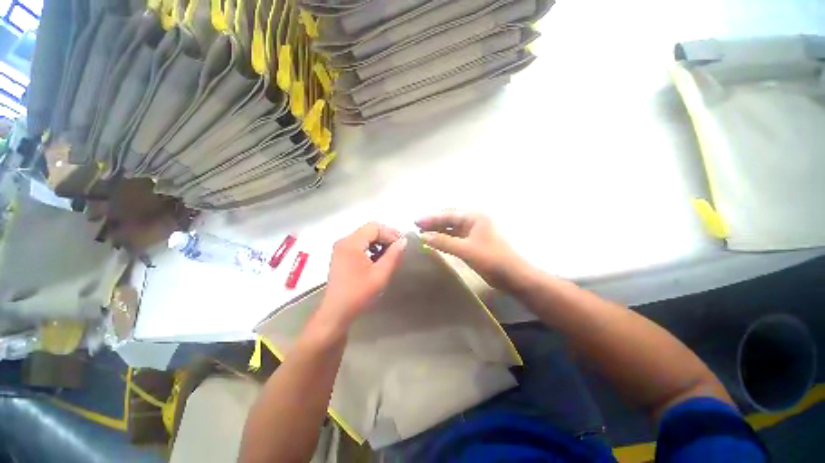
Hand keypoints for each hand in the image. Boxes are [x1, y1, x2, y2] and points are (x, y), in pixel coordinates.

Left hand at [317, 222, 406, 329]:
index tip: (401, 244)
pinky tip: (377, 259)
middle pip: (369, 229)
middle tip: (397, 249)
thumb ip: (393, 255)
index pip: (374, 227)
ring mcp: (341, 248)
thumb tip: (403, 240)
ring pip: (364, 236)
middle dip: (385, 236)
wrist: (336, 312)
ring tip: (389, 255)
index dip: (390, 232)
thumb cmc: (358, 294)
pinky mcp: (341, 255)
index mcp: (352, 243)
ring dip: (378, 242)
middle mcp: (344, 241)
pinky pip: (359, 244)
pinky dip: (370, 247)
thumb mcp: (380, 274)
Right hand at [416, 210, 528, 290]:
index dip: (431, 218)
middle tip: (417, 227)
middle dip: (433, 222)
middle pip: (449, 219)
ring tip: (423, 234)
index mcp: (474, 217)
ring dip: (438, 230)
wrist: (513, 276)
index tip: (415, 222)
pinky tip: (435, 241)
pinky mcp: (473, 242)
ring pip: (452, 228)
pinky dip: (445, 238)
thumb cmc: (491, 259)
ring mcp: (474, 232)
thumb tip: (422, 236)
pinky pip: (455, 237)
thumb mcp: (466, 249)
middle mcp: (474, 221)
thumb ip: (443, 241)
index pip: (448, 214)